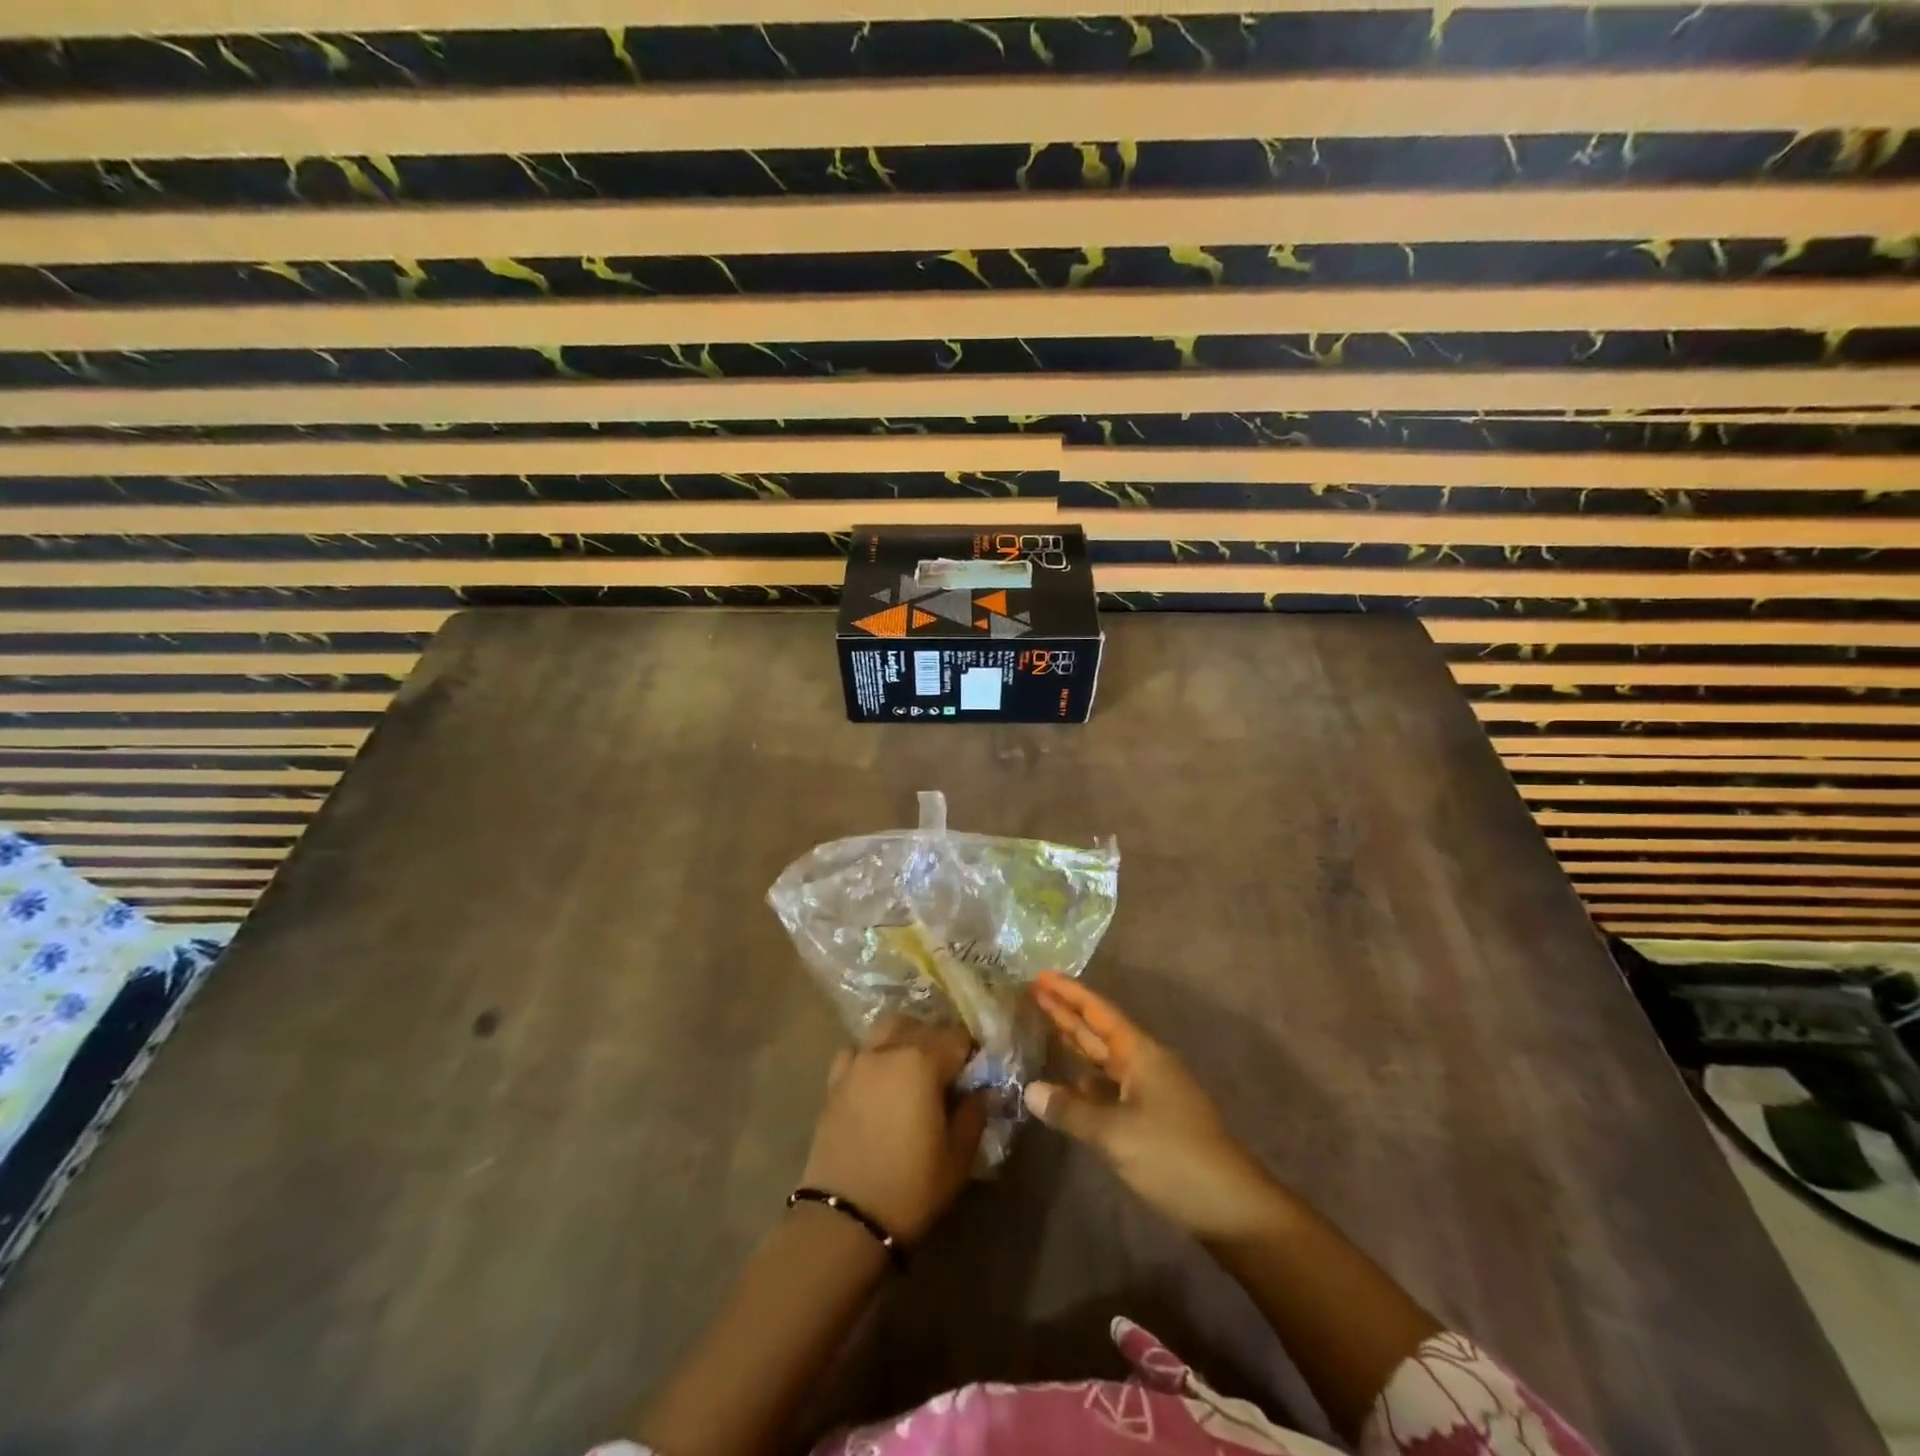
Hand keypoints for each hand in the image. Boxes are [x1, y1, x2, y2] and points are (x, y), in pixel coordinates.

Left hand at [800, 1018, 985, 1244]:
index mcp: (923, 1063)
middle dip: (939, 1041)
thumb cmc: (910, 1188)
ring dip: (904, 1039)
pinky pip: (856, 1051)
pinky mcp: (834, 1081)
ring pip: (886, 1029)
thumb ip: (974, 1114)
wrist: (844, 1219)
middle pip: (921, 1026)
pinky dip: (871, 1055)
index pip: (957, 1037)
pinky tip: (877, 1079)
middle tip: (948, 1072)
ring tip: (912, 1069)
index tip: (977, 1074)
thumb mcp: (957, 1157)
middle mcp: (889, 1051)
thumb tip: (986, 1091)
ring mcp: (858, 1062)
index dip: (971, 1052)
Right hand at [1026, 973, 1280, 1242]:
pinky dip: (1085, 1080)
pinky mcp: (1150, 1118)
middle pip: (1099, 1031)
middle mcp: (1145, 1064)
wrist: (1230, 1206)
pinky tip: (1067, 1083)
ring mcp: (1149, 1091)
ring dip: (1075, 1043)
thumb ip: (1071, 1110)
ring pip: (1104, 1058)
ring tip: (1043, 1026)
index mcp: (1140, 1054)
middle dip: (1067, 1012)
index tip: (1040, 976)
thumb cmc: (1173, 1156)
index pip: (1098, 1012)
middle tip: (1032, 993)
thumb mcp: (1115, 1133)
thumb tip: (1030, 1090)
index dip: (1069, 993)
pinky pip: (1109, 1087)